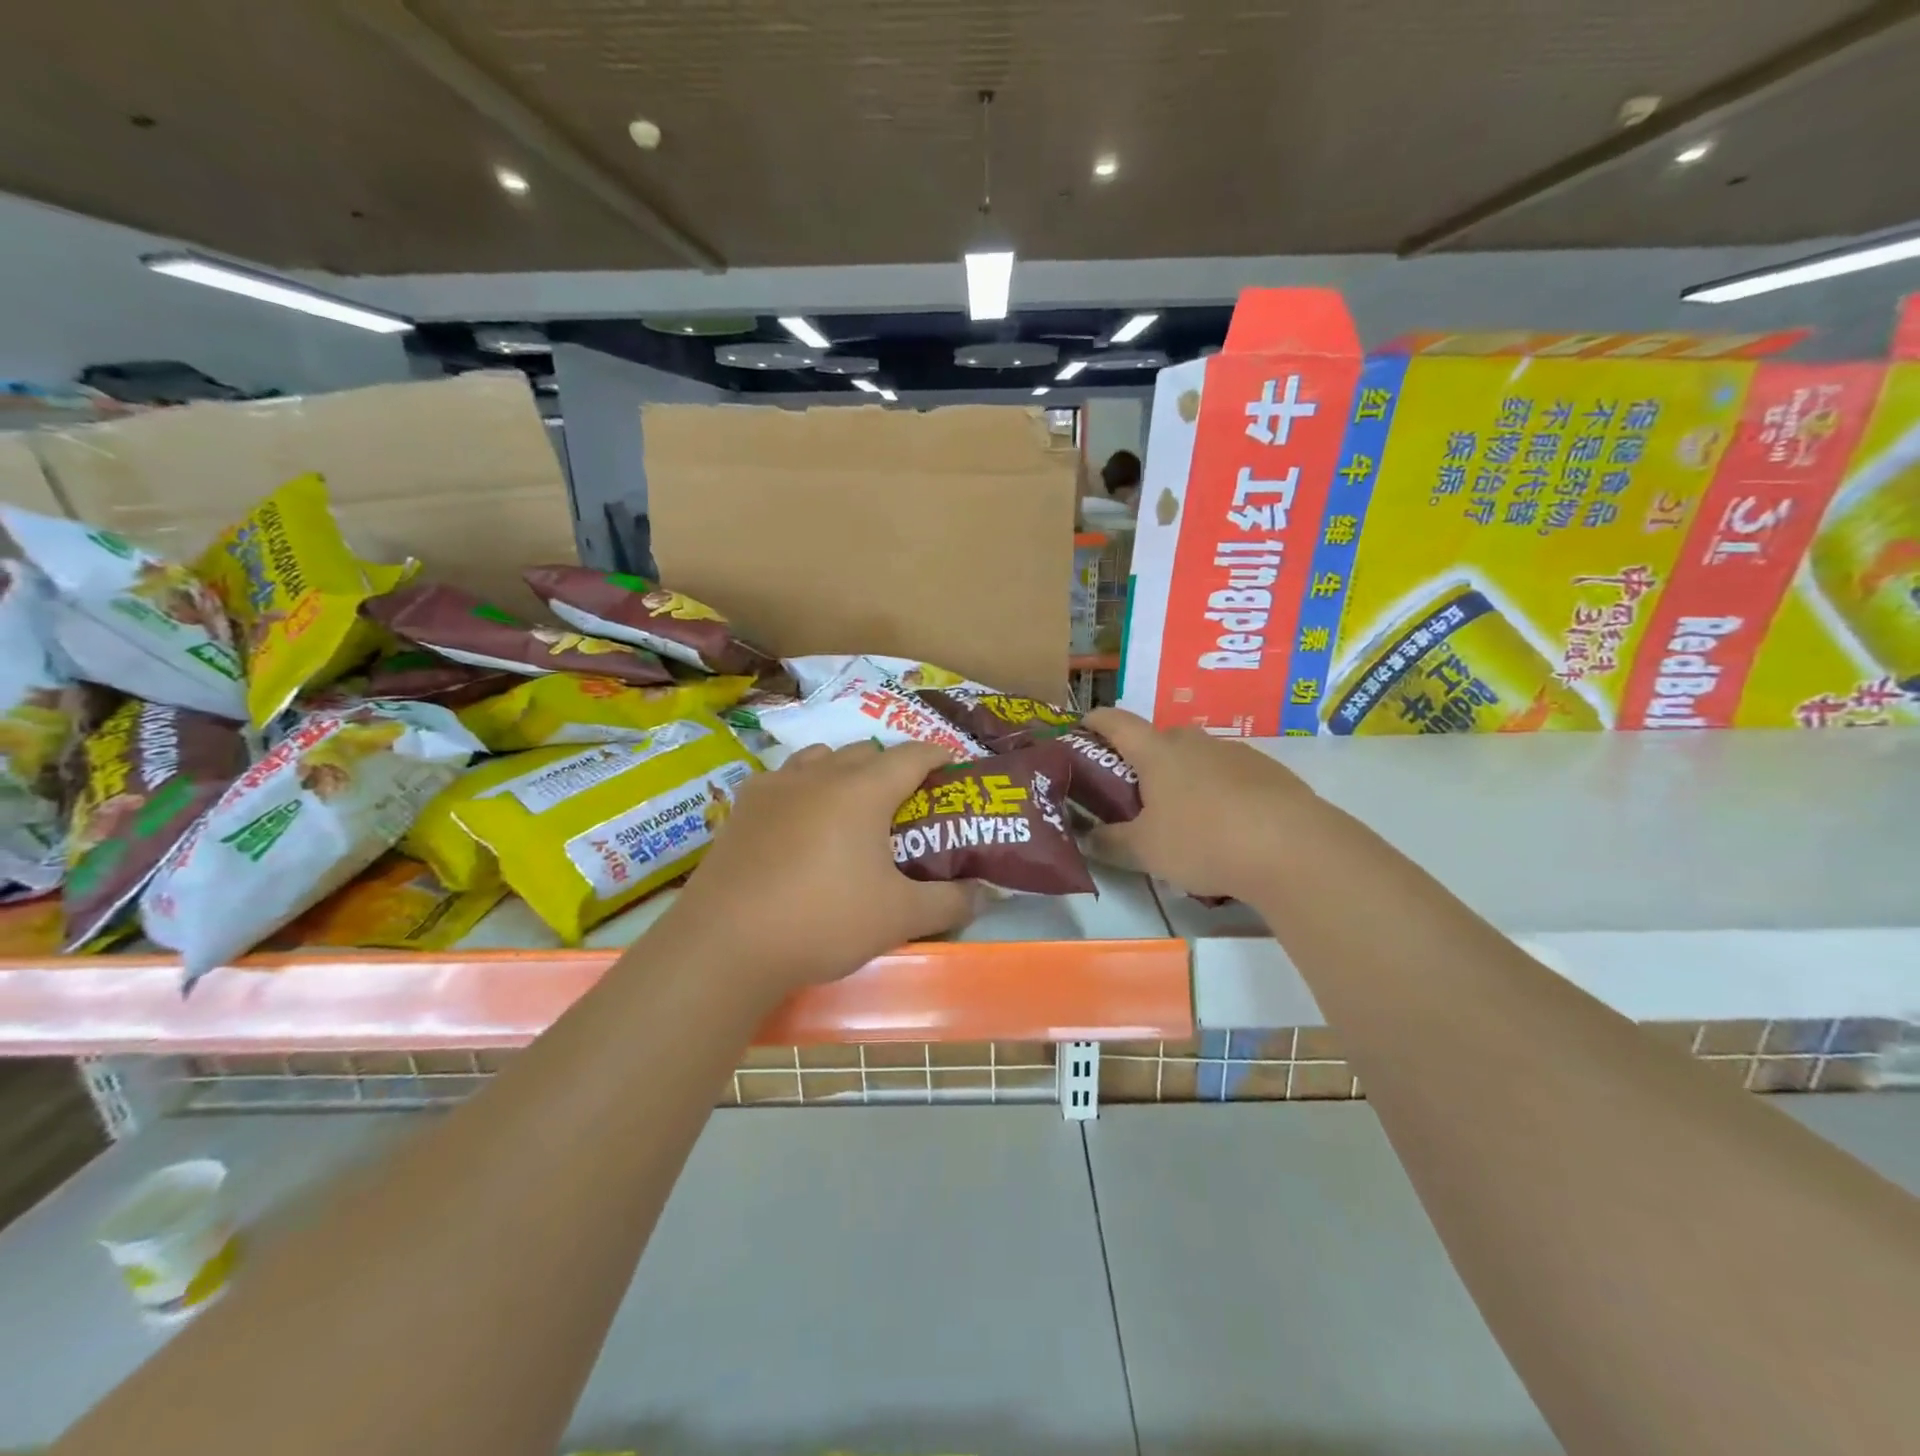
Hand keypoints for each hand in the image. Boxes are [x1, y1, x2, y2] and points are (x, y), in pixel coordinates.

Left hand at [673, 741, 974, 991]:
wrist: (727, 944)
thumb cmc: (823, 921)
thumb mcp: (899, 917)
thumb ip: (949, 902)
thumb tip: (983, 895)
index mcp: (863, 790)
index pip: (912, 755)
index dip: (938, 756)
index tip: (952, 769)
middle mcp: (819, 774)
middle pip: (865, 752)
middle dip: (890, 767)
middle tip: (904, 804)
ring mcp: (775, 785)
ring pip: (820, 758)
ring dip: (843, 771)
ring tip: (850, 808)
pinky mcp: (742, 806)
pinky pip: (782, 779)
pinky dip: (801, 788)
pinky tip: (798, 823)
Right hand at [1083, 708, 1319, 901]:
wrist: (1293, 849)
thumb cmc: (1203, 841)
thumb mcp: (1145, 851)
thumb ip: (1110, 842)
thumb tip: (1086, 838)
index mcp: (1158, 753)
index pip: (1117, 723)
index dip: (1096, 720)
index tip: (1083, 725)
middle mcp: (1196, 743)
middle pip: (1161, 739)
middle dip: (1144, 758)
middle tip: (1135, 790)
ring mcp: (1237, 754)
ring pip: (1199, 758)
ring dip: (1185, 777)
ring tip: (1183, 815)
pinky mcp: (1271, 773)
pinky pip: (1231, 776)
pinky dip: (1219, 792)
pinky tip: (1226, 826)